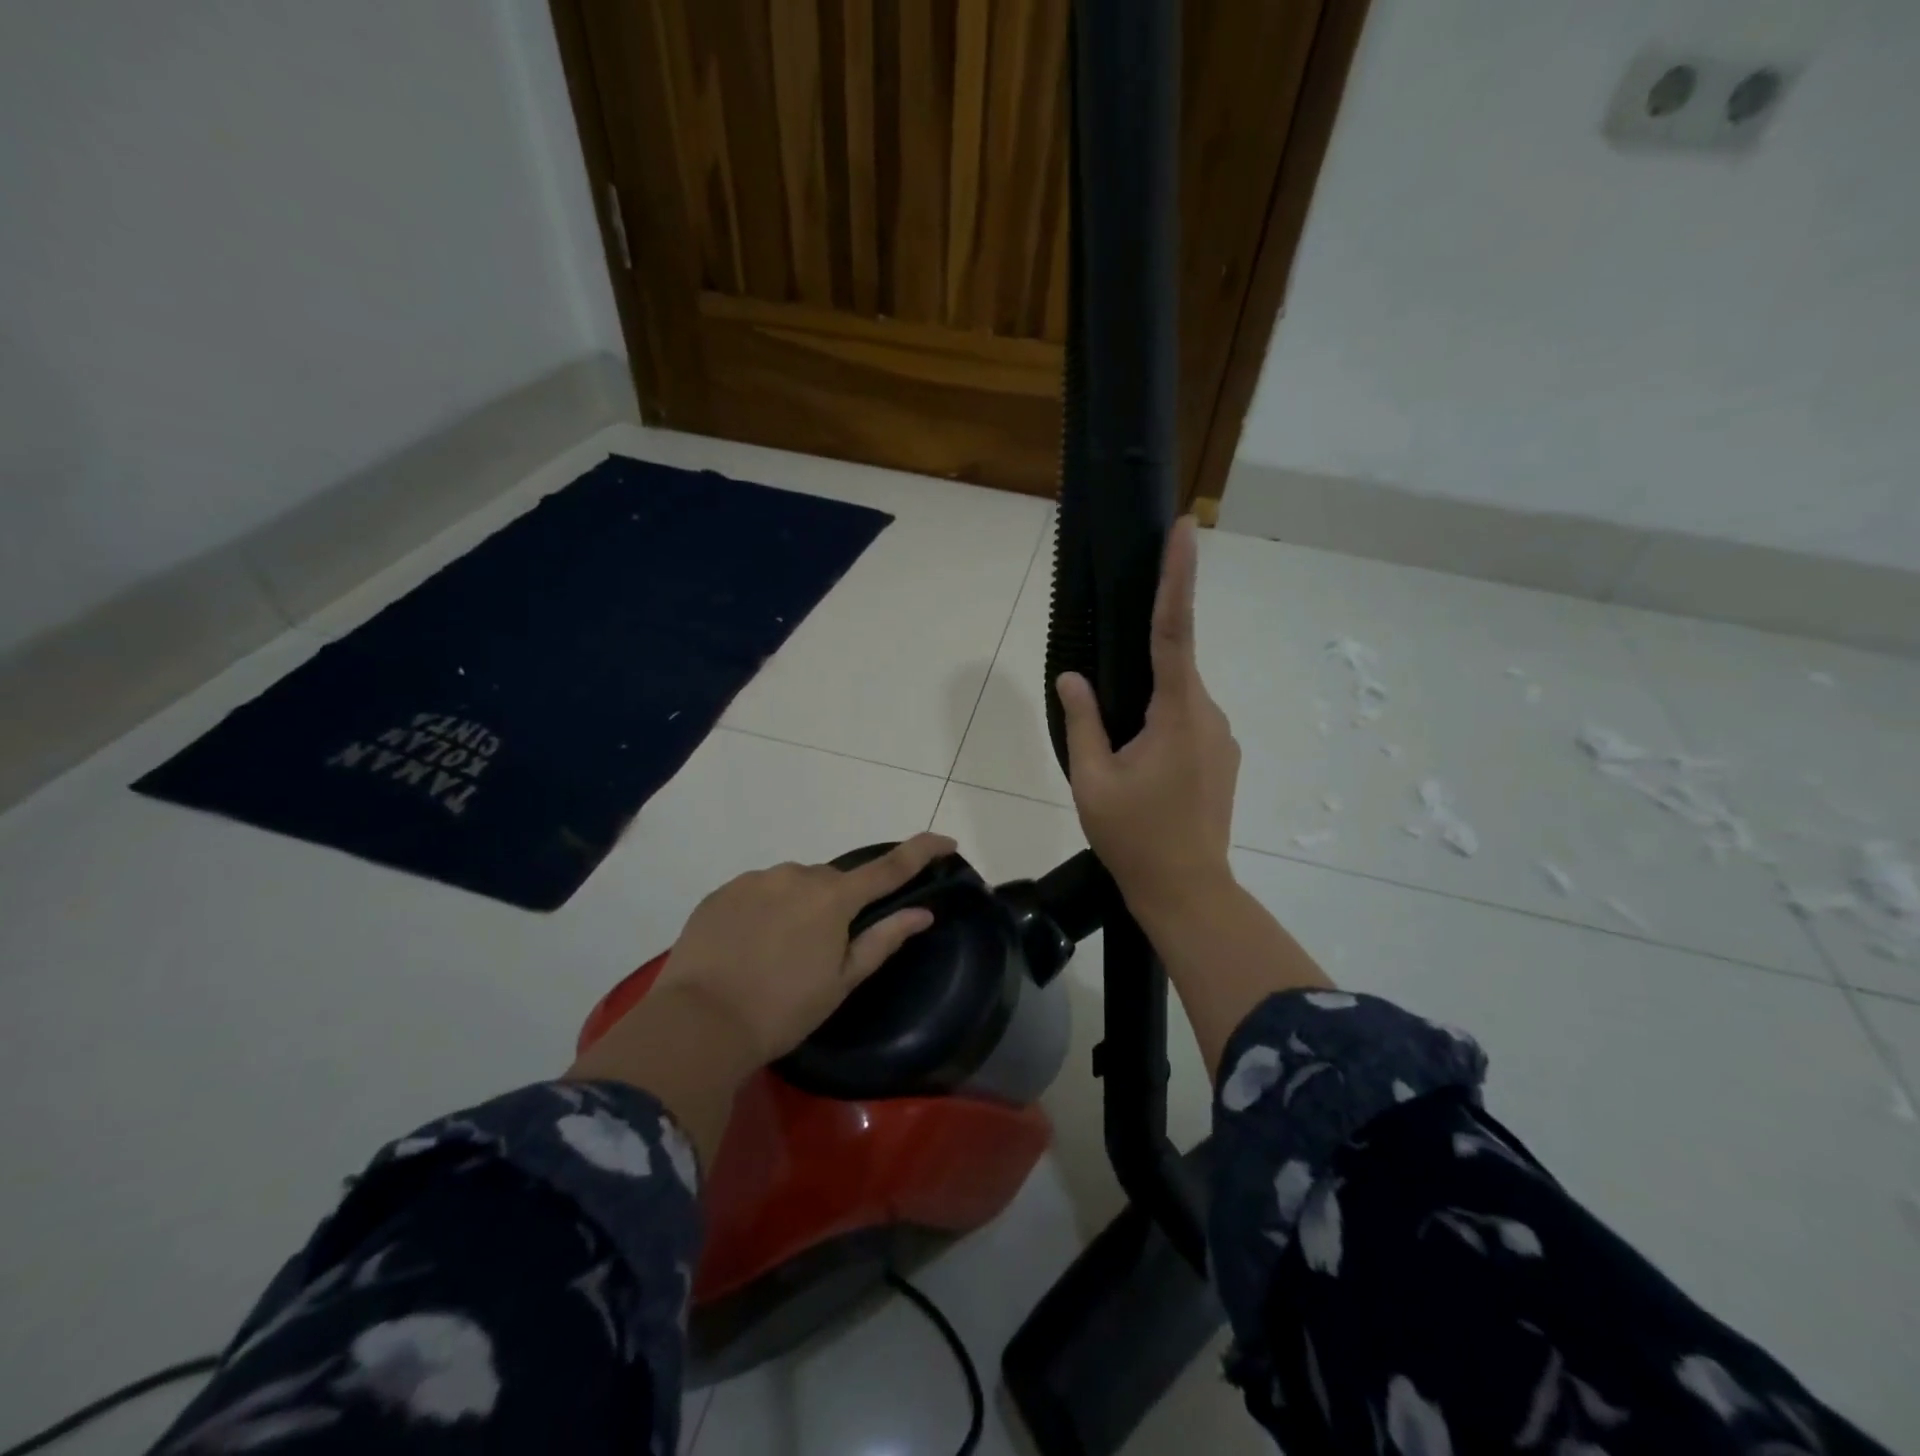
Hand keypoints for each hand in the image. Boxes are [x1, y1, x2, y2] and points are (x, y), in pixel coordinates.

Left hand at [648, 831, 955, 1067]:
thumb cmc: (782, 1009)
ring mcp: (756, 879)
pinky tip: (751, 946)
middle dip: (838, 905)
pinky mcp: (723, 891)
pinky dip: (765, 911)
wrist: (699, 1022)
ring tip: (780, 954)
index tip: (946, 841)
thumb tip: (922, 912)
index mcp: (833, 898)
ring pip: (793, 885)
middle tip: (824, 950)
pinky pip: (759, 891)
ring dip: (799, 907)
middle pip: (833, 881)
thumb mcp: (841, 982)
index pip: (889, 867)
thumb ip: (883, 940)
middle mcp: (797, 875)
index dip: (921, 851)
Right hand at [1055, 516, 1239, 921]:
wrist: (1187, 891)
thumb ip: (1083, 721)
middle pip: (1171, 671)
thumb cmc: (1134, 837)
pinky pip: (1188, 724)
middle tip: (1110, 736)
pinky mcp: (1224, 757)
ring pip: (1177, 702)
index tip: (1186, 528)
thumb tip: (1072, 677)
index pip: (1174, 630)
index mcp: (1177, 713)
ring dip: (1146, 715)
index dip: (1177, 576)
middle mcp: (1209, 714)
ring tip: (1125, 768)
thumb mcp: (1093, 780)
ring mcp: (1223, 737)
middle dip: (1137, 681)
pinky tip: (1145, 773)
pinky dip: (1162, 731)